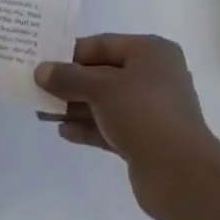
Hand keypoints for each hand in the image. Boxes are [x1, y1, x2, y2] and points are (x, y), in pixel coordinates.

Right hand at [36, 34, 219, 219]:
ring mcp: (150, 109)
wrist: (182, 175)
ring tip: (43, 112)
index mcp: (151, 52)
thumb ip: (70, 78)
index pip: (103, 45)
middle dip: (72, 83)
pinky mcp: (145, 139)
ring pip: (106, 102)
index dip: (72, 53)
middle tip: (38, 89)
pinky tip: (63, 131)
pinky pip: (111, 126)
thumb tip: (41, 70)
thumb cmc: (144, 114)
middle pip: (104, 73)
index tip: (43, 63)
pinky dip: (89, 126)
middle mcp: (153, 75)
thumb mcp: (102, 89)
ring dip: (76, 106)